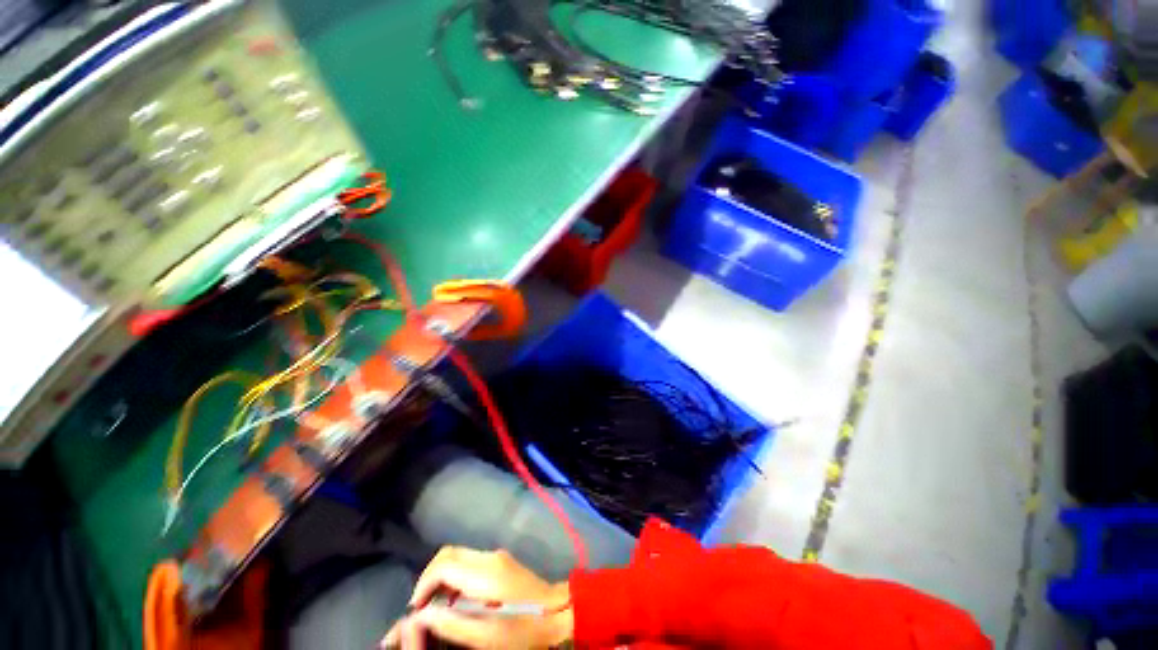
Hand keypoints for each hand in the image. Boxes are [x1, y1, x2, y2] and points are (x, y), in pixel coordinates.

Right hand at [382, 547, 572, 649]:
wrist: (556, 611)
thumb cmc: (522, 628)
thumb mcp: (485, 636)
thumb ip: (452, 624)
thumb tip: (423, 615)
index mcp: (485, 572)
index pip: (443, 565)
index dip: (423, 584)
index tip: (416, 609)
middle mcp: (489, 557)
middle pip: (448, 553)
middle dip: (429, 576)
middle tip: (422, 606)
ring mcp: (496, 556)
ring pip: (458, 555)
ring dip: (441, 575)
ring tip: (434, 605)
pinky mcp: (500, 560)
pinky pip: (469, 561)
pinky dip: (454, 575)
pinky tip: (454, 599)